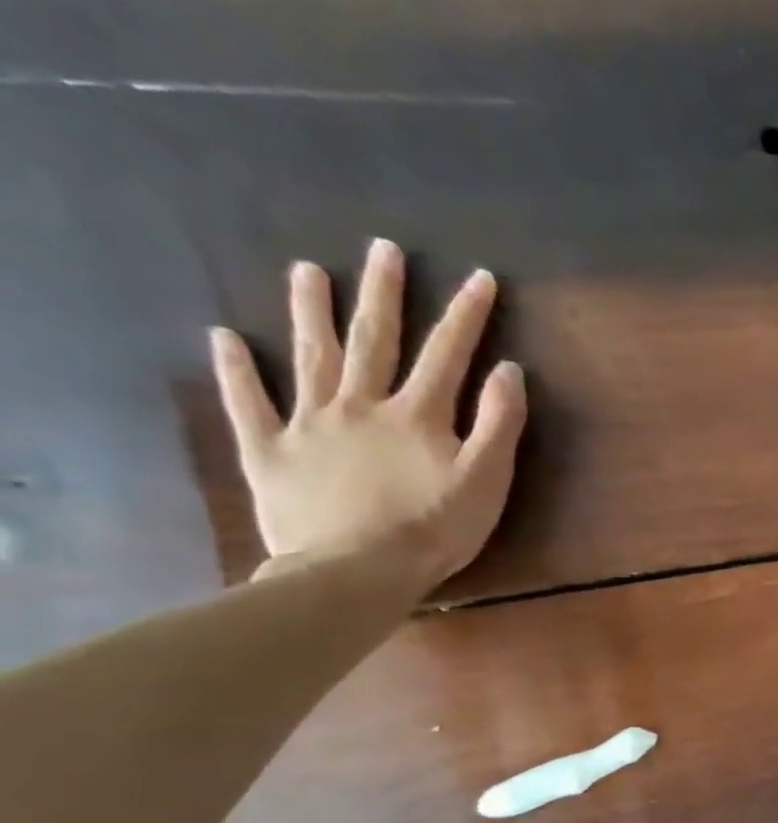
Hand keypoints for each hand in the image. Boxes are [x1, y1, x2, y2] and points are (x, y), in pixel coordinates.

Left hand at [211, 237, 526, 589]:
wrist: (357, 572)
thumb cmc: (434, 529)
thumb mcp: (486, 480)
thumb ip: (500, 424)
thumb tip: (508, 371)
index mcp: (417, 415)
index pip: (448, 354)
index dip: (466, 315)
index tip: (478, 278)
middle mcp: (360, 404)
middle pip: (374, 340)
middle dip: (383, 293)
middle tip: (384, 250)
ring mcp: (310, 424)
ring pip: (310, 357)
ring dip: (309, 311)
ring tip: (306, 271)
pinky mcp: (271, 452)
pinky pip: (249, 404)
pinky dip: (236, 370)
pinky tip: (223, 338)